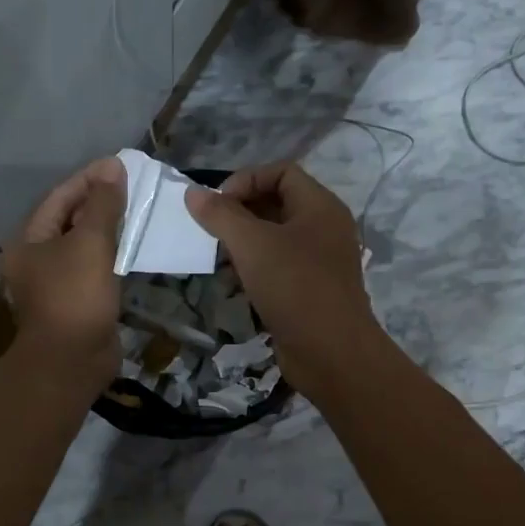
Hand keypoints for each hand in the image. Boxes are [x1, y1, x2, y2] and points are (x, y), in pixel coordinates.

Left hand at [3, 158, 126, 387]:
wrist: (72, 360)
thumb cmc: (75, 295)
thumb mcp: (90, 242)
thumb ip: (103, 204)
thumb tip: (113, 167)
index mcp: (30, 240)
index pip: (60, 197)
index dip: (89, 179)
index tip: (120, 166)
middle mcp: (38, 258)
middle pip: (70, 219)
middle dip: (100, 202)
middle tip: (134, 187)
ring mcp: (57, 282)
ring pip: (85, 245)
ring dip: (110, 228)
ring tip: (139, 211)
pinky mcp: (78, 301)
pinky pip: (96, 268)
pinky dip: (114, 255)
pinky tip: (136, 247)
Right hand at [184, 163, 382, 396]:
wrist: (331, 354)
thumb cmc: (294, 287)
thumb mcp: (252, 245)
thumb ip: (221, 215)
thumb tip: (193, 192)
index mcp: (320, 206)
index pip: (281, 171)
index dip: (246, 180)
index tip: (217, 204)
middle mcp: (324, 228)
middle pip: (277, 203)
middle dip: (240, 212)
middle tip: (212, 231)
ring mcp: (319, 261)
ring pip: (275, 238)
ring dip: (244, 243)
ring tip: (218, 257)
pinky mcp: (311, 290)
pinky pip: (279, 267)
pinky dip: (254, 268)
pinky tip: (233, 283)